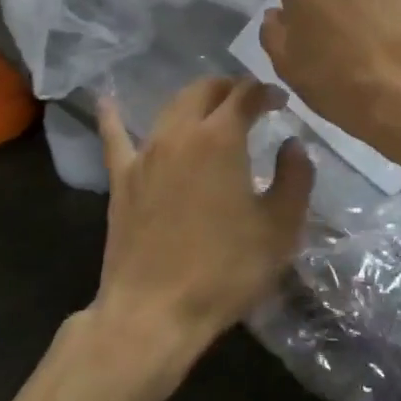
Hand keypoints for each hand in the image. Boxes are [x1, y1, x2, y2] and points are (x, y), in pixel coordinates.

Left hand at [90, 78, 313, 368]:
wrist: (155, 312)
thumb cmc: (225, 270)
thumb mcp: (279, 228)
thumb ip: (295, 177)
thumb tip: (292, 144)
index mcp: (220, 138)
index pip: (245, 95)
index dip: (265, 91)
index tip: (280, 100)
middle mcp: (179, 133)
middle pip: (203, 91)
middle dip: (229, 88)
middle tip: (249, 102)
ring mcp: (145, 153)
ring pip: (169, 108)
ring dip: (193, 101)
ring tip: (210, 108)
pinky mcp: (121, 178)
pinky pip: (114, 137)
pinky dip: (112, 116)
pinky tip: (106, 100)